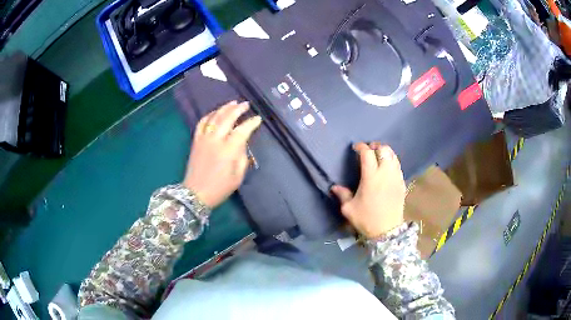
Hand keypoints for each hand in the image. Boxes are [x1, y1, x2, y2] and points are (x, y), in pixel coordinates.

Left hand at [183, 101, 261, 207]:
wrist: (196, 193)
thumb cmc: (220, 188)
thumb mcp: (238, 176)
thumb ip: (242, 157)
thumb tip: (242, 143)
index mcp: (228, 150)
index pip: (242, 130)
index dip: (251, 123)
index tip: (258, 119)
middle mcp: (215, 140)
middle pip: (227, 118)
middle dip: (238, 109)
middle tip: (246, 104)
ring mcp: (204, 138)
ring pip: (214, 117)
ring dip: (224, 108)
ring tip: (233, 103)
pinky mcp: (196, 140)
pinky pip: (202, 122)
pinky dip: (209, 115)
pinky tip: (215, 113)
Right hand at [331, 143, 405, 238]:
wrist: (387, 230)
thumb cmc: (367, 219)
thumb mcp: (349, 209)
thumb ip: (342, 195)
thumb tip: (334, 187)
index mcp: (371, 177)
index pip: (367, 153)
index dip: (361, 147)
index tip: (355, 148)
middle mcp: (385, 173)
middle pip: (384, 149)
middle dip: (375, 146)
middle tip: (368, 150)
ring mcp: (396, 177)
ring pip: (393, 155)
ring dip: (385, 152)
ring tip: (378, 156)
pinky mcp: (402, 183)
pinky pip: (398, 165)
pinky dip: (392, 161)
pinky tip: (386, 168)